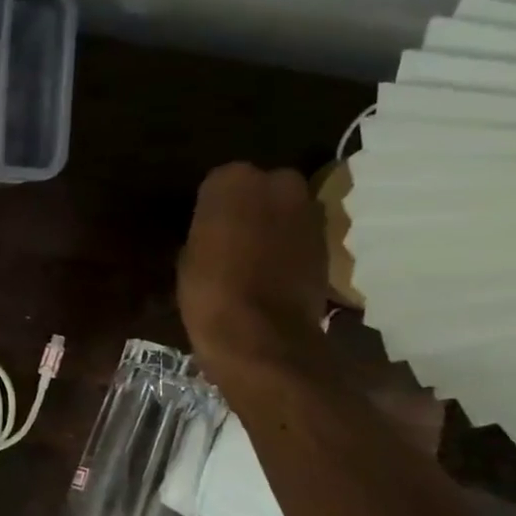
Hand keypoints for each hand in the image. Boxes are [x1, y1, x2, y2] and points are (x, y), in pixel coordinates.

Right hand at [179, 163, 330, 383]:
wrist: (260, 334)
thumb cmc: (208, 290)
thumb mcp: (187, 256)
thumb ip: (205, 229)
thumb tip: (213, 230)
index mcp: (232, 181)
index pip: (219, 181)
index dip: (212, 206)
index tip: (204, 227)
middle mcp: (277, 183)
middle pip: (261, 187)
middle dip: (251, 207)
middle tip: (231, 236)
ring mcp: (308, 211)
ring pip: (285, 210)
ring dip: (273, 225)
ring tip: (253, 255)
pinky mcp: (327, 241)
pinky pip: (301, 235)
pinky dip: (290, 247)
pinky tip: (273, 270)